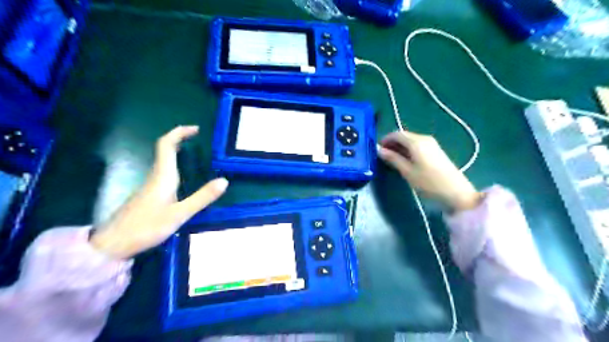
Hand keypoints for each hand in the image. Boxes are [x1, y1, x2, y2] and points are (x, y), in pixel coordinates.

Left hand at [91, 126, 229, 258]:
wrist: (113, 245)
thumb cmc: (146, 227)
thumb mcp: (179, 214)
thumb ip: (202, 197)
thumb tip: (225, 181)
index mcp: (162, 176)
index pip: (166, 145)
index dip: (179, 133)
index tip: (196, 129)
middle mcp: (155, 176)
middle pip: (164, 150)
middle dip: (180, 140)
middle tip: (198, 139)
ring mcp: (150, 186)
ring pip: (163, 162)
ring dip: (177, 152)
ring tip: (196, 155)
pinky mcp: (148, 195)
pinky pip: (163, 173)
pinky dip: (175, 166)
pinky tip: (184, 178)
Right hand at [377, 130, 480, 211]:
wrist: (456, 193)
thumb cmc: (429, 183)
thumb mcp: (407, 172)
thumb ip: (393, 159)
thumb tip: (379, 150)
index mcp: (417, 142)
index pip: (397, 134)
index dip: (385, 139)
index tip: (377, 149)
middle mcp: (424, 139)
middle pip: (404, 136)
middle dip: (392, 143)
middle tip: (383, 156)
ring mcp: (432, 145)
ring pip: (411, 141)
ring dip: (400, 147)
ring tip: (392, 160)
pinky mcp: (436, 152)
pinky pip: (418, 146)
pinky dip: (408, 150)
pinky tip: (405, 161)